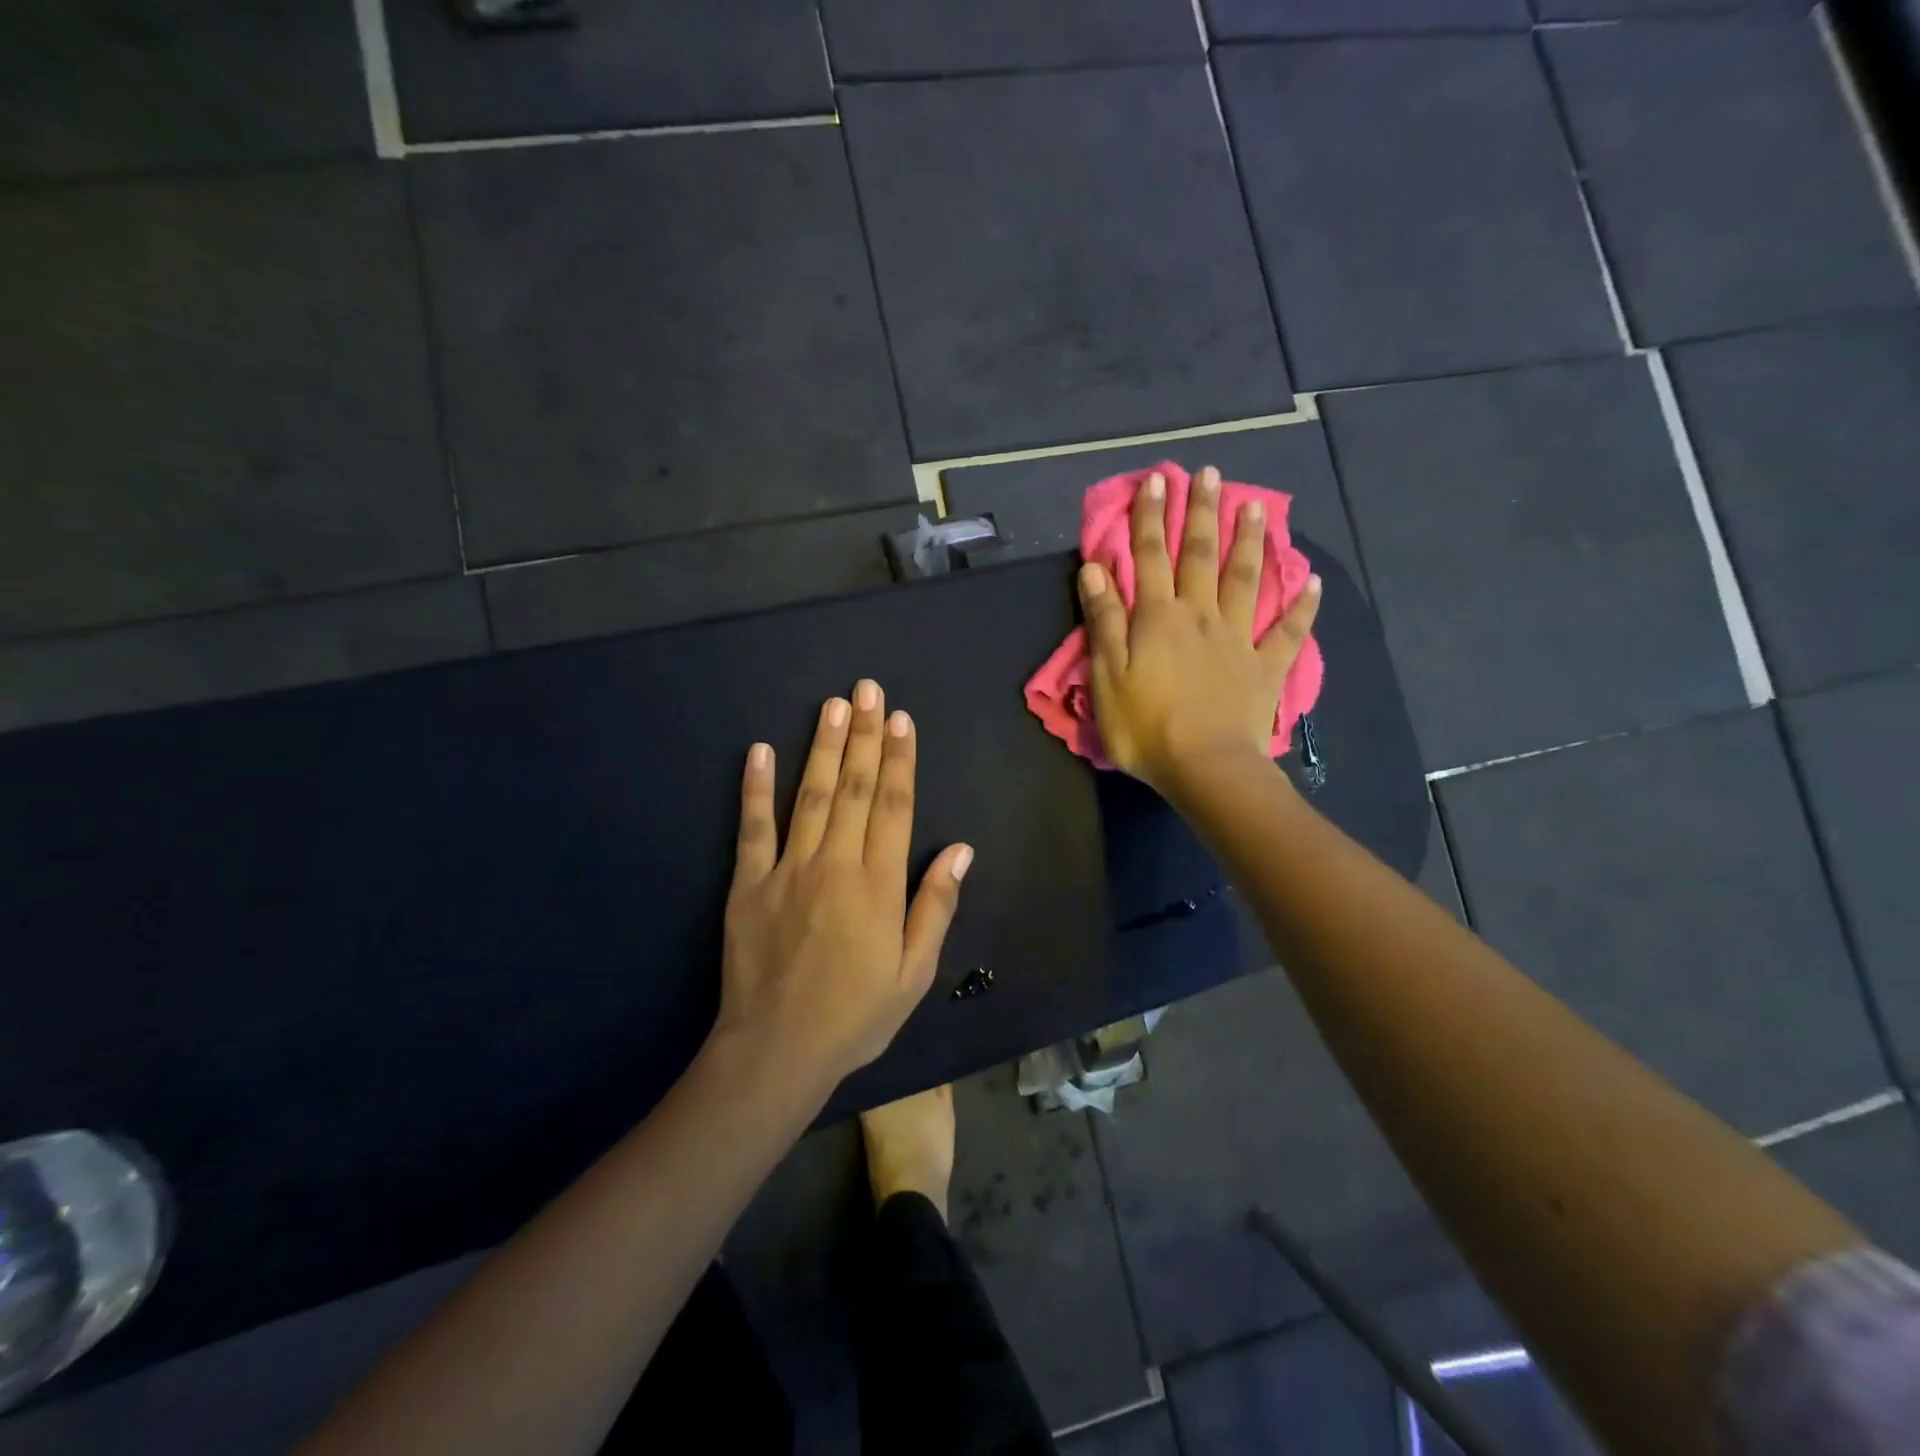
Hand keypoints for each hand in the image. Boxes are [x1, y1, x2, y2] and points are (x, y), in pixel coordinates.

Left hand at [714, 679, 973, 1095]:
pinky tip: (760, 750)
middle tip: (867, 690)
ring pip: (810, 796)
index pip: (895, 806)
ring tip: (832, 705)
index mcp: (879, 885)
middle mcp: (836, 864)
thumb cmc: (856, 1015)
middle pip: (854, 788)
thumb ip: (936, 906)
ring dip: (823, 747)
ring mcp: (788, 870)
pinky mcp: (749, 884)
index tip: (901, 720)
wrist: (778, 1051)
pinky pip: (752, 828)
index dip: (900, 759)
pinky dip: (756, 788)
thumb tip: (961, 850)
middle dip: (863, 736)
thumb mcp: (915, 973)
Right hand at [1077, 466, 1320, 794]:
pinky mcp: (1265, 667)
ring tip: (1256, 506)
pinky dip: (1302, 607)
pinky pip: (1288, 632)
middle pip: (1201, 556)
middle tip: (1209, 474)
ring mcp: (1238, 639)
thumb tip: (1096, 569)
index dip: (1151, 517)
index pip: (1150, 557)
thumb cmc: (1146, 727)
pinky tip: (1313, 582)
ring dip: (1250, 542)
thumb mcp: (1107, 675)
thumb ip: (1104, 620)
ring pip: (1246, 580)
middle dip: (1202, 513)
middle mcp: (1201, 616)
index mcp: (1158, 618)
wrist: (1205, 767)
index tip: (1156, 480)